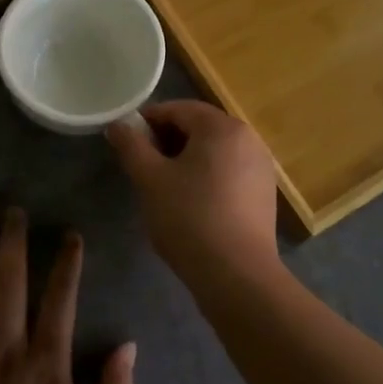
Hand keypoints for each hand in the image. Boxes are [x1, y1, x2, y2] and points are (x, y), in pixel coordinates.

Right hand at [105, 100, 280, 282]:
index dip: (148, 120)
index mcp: (222, 127)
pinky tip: (192, 203)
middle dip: (168, 140)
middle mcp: (248, 138)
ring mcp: (261, 166)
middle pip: (200, 127)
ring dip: (187, 159)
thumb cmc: (189, 218)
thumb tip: (118, 125)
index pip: (178, 109)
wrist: (237, 274)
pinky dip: (207, 176)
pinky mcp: (264, 193)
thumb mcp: (150, 179)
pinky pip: (229, 171)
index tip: (127, 141)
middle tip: (143, 165)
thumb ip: (131, 146)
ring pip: (215, 150)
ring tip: (164, 185)